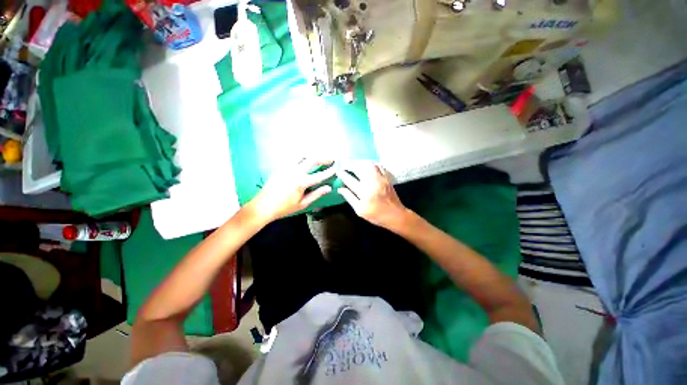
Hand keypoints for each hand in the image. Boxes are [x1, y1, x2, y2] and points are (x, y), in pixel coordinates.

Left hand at [249, 158, 334, 222]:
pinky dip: (303, 158)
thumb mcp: (303, 203)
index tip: (337, 167)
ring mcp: (287, 168)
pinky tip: (306, 162)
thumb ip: (317, 194)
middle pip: (312, 159)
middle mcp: (295, 171)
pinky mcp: (281, 167)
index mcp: (301, 182)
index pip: (320, 175)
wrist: (262, 206)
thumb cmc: (284, 208)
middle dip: (323, 158)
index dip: (330, 171)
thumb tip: (329, 188)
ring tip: (320, 158)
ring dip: (313, 155)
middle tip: (331, 159)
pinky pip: (294, 159)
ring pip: (302, 156)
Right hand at [336, 160, 409, 230]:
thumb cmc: (376, 215)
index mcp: (364, 192)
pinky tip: (366, 166)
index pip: (349, 180)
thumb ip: (349, 198)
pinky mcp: (386, 177)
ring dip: (359, 163)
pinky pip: (377, 165)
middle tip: (344, 166)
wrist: (395, 215)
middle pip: (358, 169)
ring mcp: (380, 178)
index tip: (337, 172)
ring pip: (368, 164)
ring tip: (353, 165)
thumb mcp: (360, 210)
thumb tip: (340, 189)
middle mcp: (372, 182)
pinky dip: (370, 164)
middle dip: (349, 165)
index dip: (342, 175)